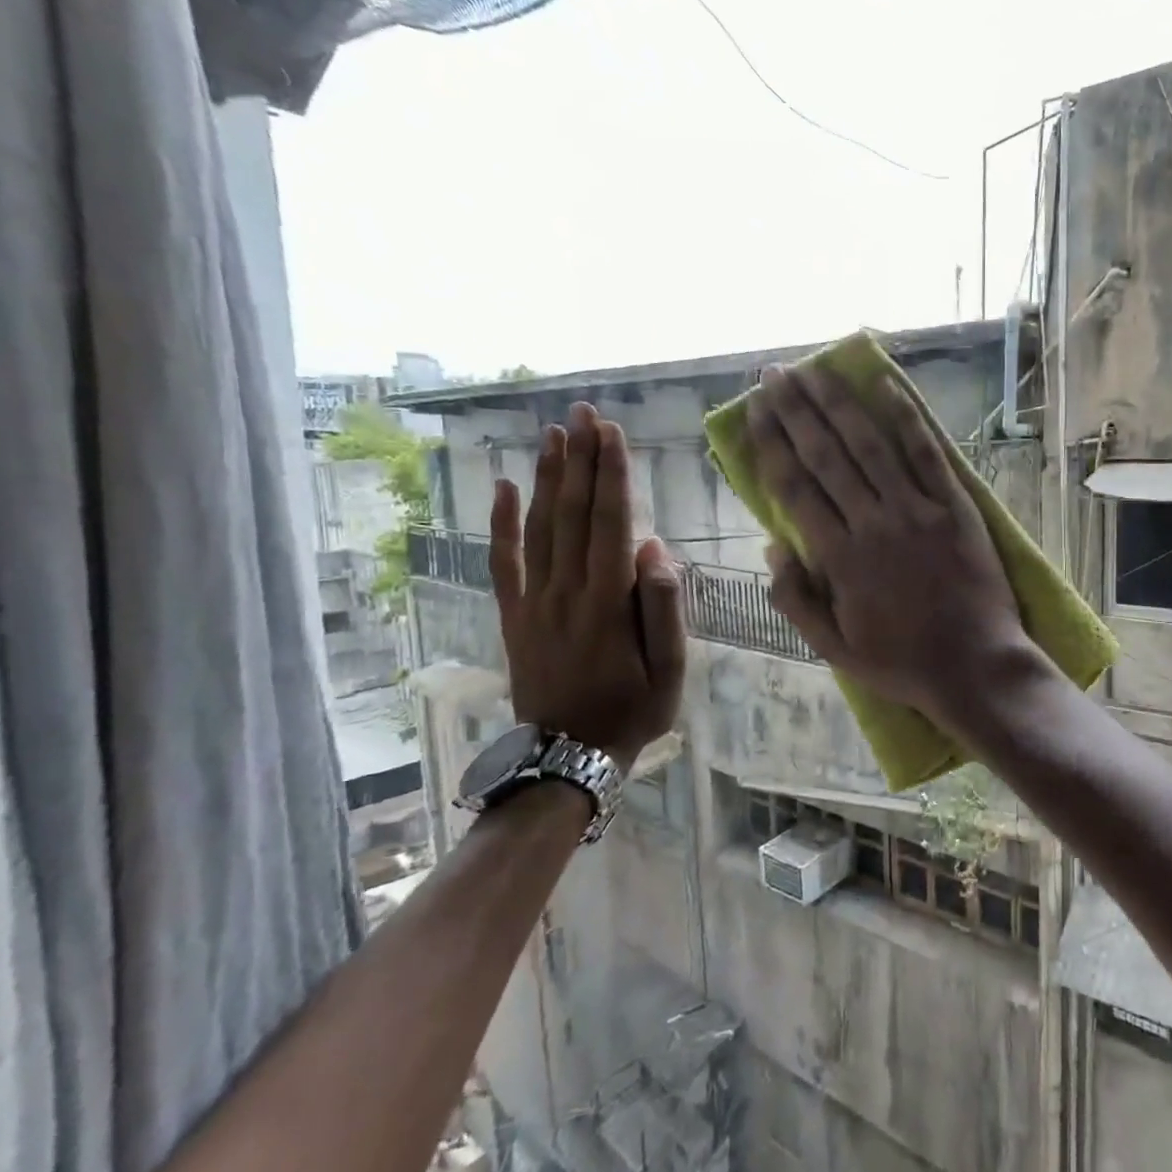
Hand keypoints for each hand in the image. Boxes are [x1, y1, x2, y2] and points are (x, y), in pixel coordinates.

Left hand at [489, 401, 685, 766]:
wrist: (567, 757)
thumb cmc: (632, 713)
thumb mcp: (669, 671)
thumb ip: (663, 609)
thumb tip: (654, 549)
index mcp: (607, 603)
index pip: (610, 523)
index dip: (612, 475)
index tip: (612, 433)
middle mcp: (565, 591)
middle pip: (572, 513)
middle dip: (580, 459)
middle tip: (583, 413)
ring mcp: (534, 601)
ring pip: (539, 527)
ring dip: (547, 477)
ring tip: (554, 434)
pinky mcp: (514, 615)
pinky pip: (504, 561)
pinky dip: (501, 522)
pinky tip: (503, 487)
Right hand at [747, 363, 1040, 727]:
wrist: (975, 666)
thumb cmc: (902, 663)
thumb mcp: (834, 648)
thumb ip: (797, 599)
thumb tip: (772, 547)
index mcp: (839, 558)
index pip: (795, 488)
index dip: (771, 444)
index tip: (755, 410)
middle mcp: (873, 522)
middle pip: (826, 456)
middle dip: (797, 411)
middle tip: (775, 373)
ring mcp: (917, 510)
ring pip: (870, 445)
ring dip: (839, 404)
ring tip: (815, 370)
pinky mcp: (956, 506)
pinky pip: (927, 454)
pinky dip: (907, 418)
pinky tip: (886, 386)